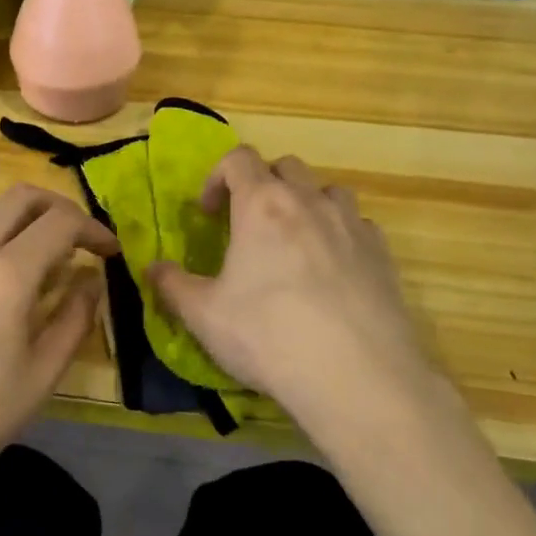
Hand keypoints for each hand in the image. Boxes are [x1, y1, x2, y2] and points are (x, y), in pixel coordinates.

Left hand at [0, 184, 118, 494]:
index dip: (93, 229)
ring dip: (14, 210)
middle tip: (78, 240)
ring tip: (30, 242)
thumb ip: (75, 318)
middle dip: (60, 209)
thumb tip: (92, 279)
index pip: (61, 223)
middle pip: (22, 197)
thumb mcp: (42, 375)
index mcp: (8, 274)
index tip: (109, 252)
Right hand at [147, 148, 443, 432]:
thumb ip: (172, 285)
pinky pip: (359, 226)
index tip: (209, 213)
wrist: (357, 377)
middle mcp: (309, 202)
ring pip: (328, 190)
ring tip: (294, 240)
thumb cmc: (268, 335)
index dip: (217, 177)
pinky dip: (341, 234)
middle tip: (248, 223)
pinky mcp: (383, 255)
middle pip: (285, 167)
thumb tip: (151, 268)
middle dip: (263, 184)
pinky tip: (332, 269)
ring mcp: (352, 226)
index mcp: (262, 205)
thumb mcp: (204, 315)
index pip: (238, 159)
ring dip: (306, 203)